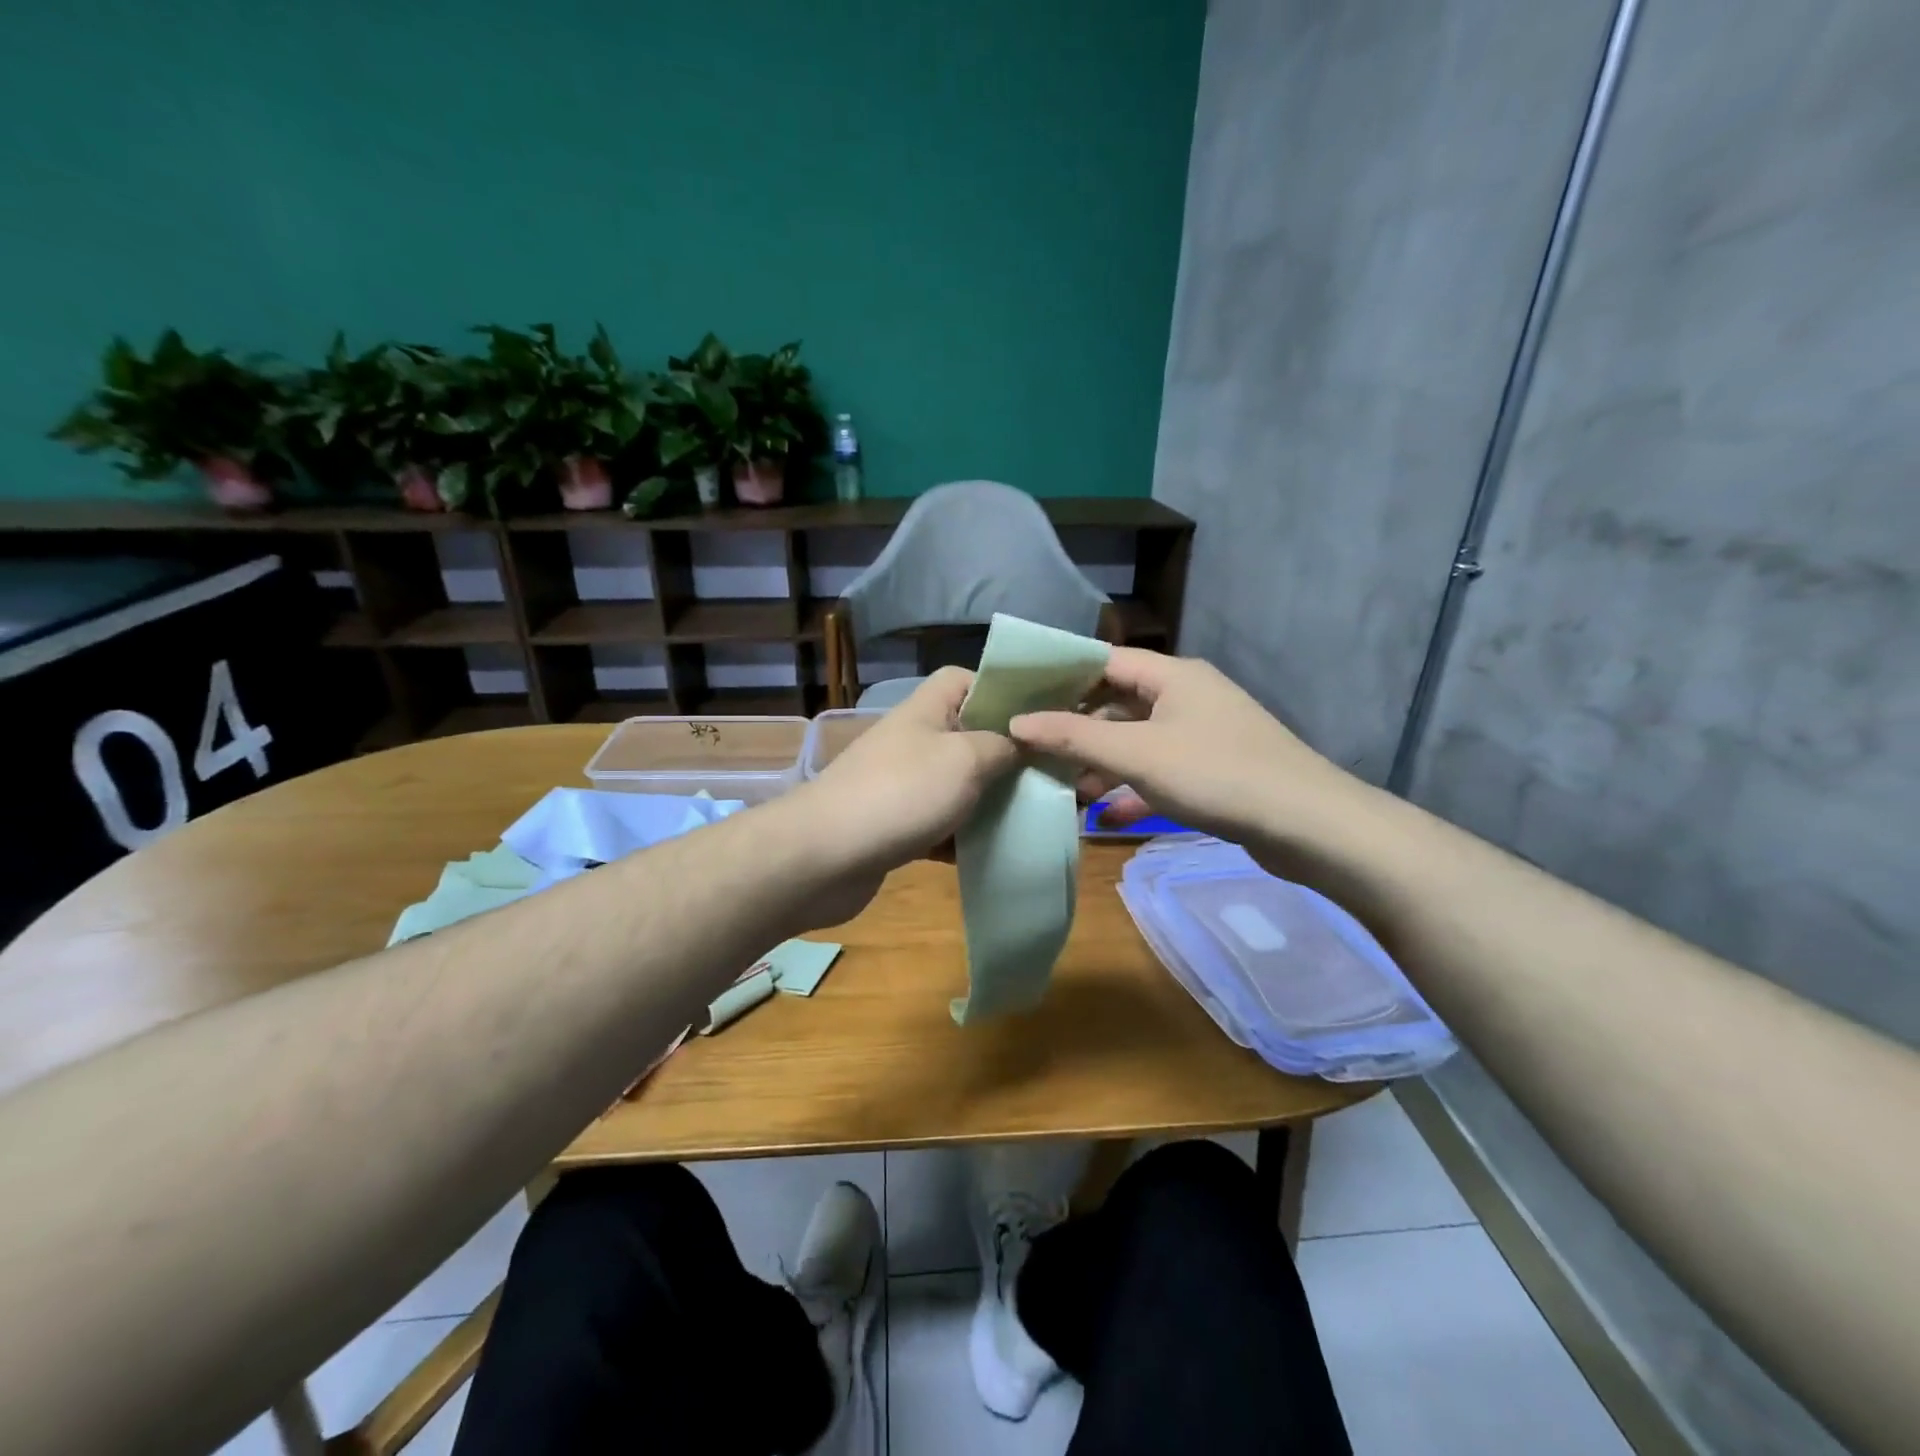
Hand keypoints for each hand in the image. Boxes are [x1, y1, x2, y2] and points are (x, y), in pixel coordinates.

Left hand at [802, 667, 1019, 879]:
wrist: (823, 856)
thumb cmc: (901, 793)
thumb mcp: (965, 759)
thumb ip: (1002, 747)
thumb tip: (1022, 743)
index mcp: (926, 711)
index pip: (963, 679)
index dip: (999, 689)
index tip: (1035, 717)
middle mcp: (912, 742)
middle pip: (965, 735)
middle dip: (1003, 755)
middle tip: (1044, 775)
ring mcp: (900, 785)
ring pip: (954, 784)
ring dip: (985, 801)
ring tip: (1027, 815)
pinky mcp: (894, 827)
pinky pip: (937, 825)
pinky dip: (960, 838)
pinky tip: (988, 852)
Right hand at [1007, 647, 1354, 846]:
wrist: (1308, 825)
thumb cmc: (1216, 773)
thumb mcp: (1137, 754)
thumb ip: (1074, 738)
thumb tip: (1017, 723)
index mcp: (1172, 675)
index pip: (1104, 660)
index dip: (1061, 675)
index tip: (1021, 696)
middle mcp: (1187, 696)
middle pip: (1118, 703)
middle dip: (1077, 728)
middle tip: (1033, 747)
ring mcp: (1203, 734)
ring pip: (1138, 741)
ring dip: (1102, 764)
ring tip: (1062, 787)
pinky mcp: (1215, 770)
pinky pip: (1161, 772)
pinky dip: (1134, 790)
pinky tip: (1106, 819)